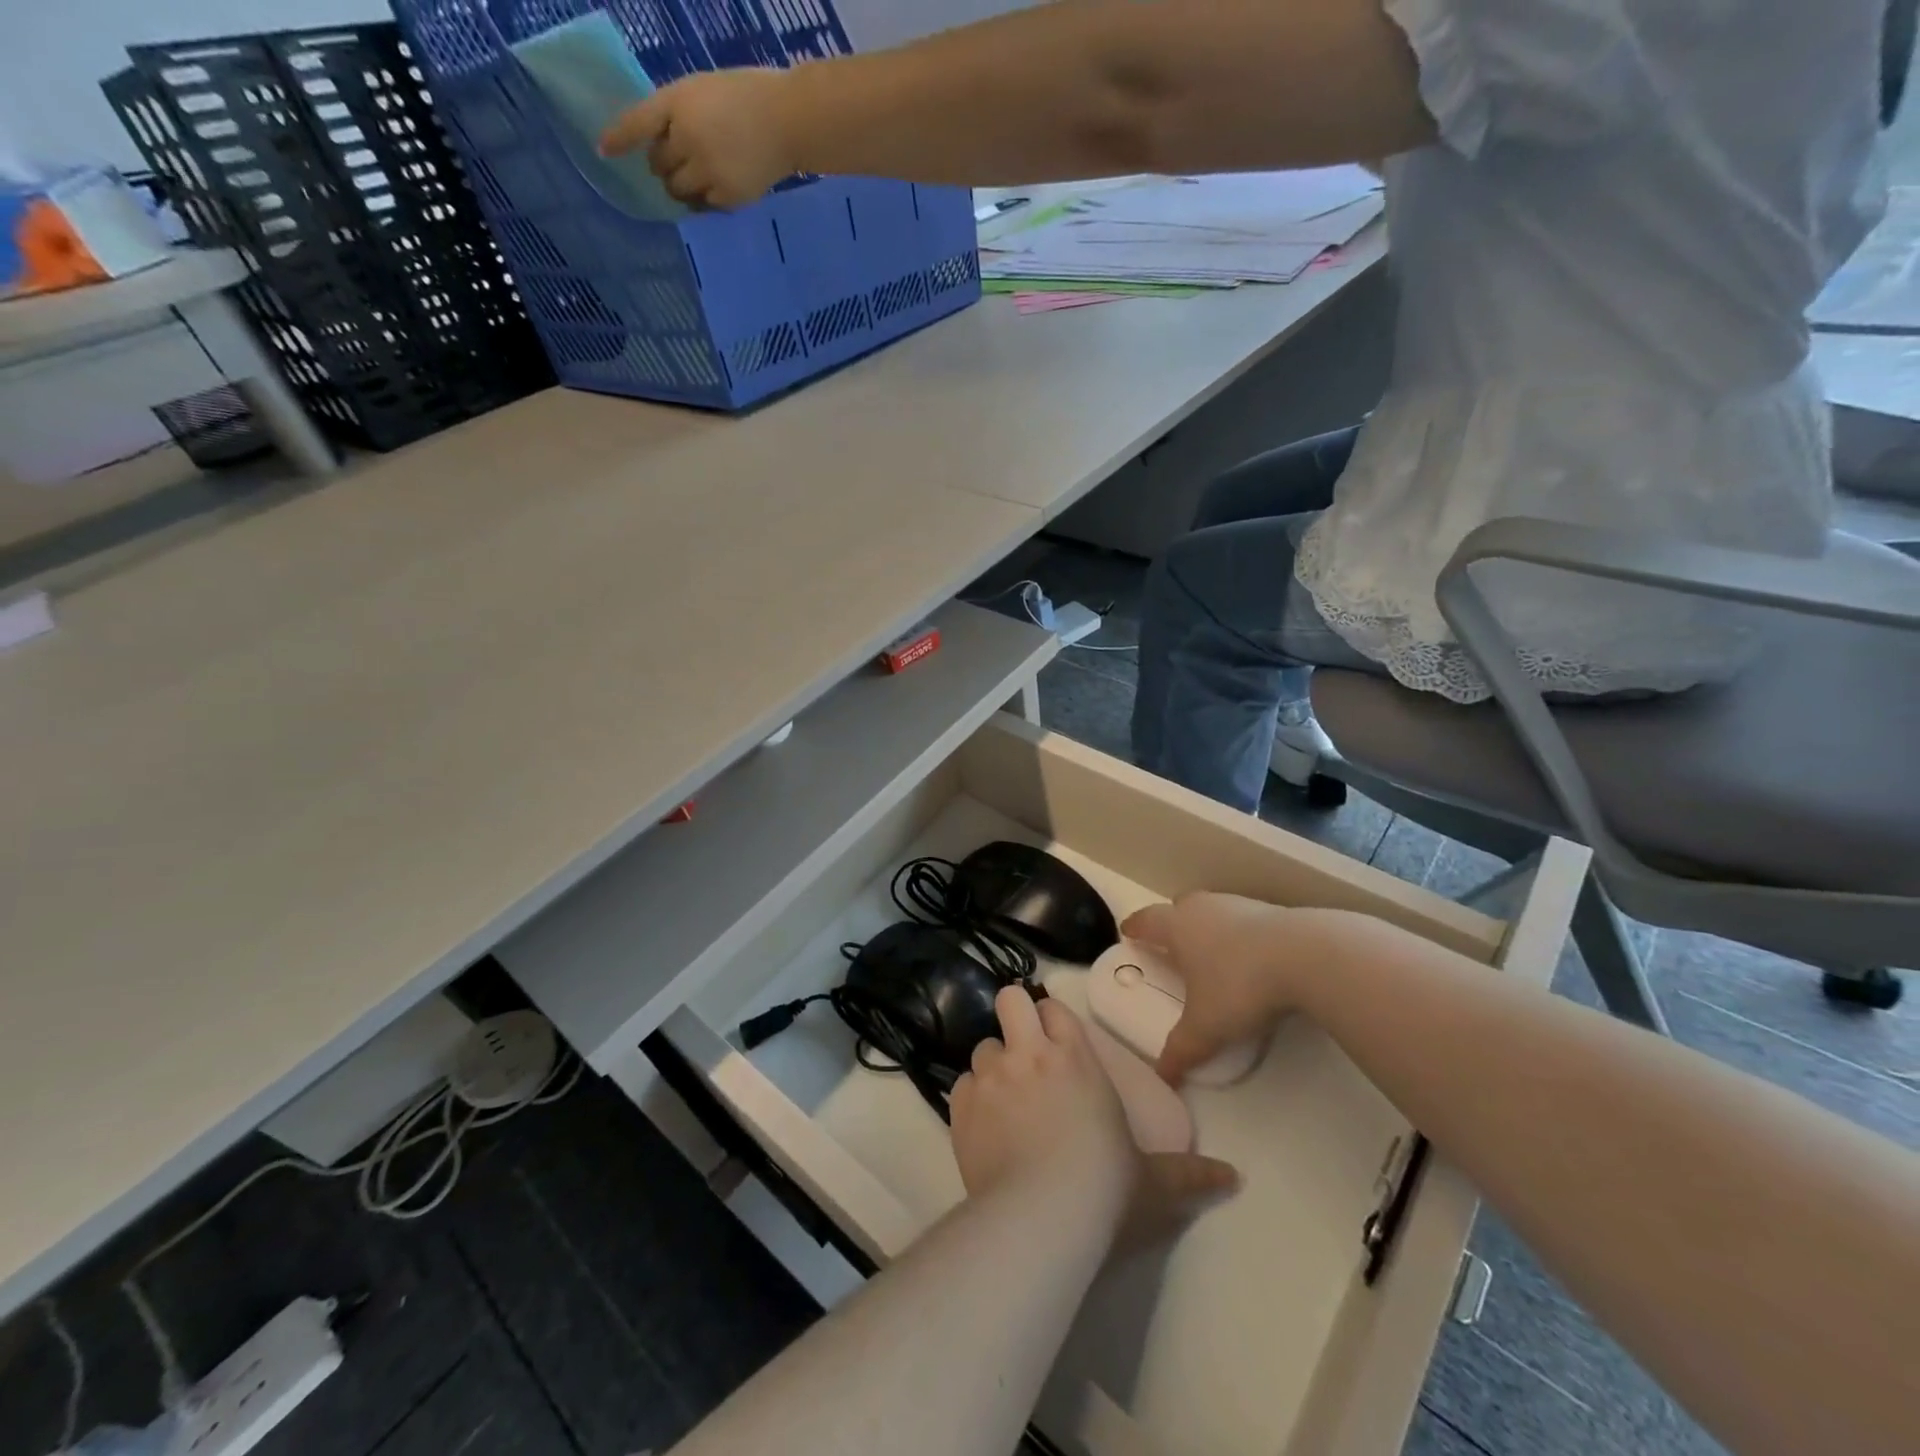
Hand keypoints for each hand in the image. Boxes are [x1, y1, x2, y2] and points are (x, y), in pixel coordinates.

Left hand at [600, 67, 800, 209]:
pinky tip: (718, 189)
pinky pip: (703, 205)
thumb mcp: (703, 91)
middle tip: (682, 161)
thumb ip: (680, 113)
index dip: (618, 139)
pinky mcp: (726, 196)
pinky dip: (705, 200)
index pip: (638, 123)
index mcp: (678, 103)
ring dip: (682, 187)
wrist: (788, 121)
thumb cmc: (747, 96)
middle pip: (659, 166)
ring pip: (679, 191)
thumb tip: (660, 146)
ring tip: (699, 179)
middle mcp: (686, 138)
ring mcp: (706, 170)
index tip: (602, 152)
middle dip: (665, 165)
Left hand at [950, 987, 1236, 1242]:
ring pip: (983, 1046)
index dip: (1052, 1019)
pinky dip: (971, 1098)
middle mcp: (1029, 1053)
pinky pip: (960, 1084)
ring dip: (993, 1065)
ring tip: (1005, 1099)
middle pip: (1009, 1001)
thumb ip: (1191, 1174)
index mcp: (1074, 1056)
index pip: (1053, 1007)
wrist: (1042, 1219)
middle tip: (1023, 1049)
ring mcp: (991, 1077)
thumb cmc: (1105, 1188)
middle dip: (1014, 1016)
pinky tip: (985, 1126)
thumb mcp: (1155, 1182)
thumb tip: (1235, 1178)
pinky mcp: (961, 1107)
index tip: (1056, 1040)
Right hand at [1122, 893, 1322, 1085]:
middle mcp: (1203, 909)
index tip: (1128, 932)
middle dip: (1172, 924)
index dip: (1135, 928)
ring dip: (1208, 928)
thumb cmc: (1240, 985)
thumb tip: (1162, 1076)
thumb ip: (1181, 1049)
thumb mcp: (1206, 1027)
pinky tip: (1251, 957)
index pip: (1146, 921)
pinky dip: (1240, 935)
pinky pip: (1244, 920)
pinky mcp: (1273, 911)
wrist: (1307, 956)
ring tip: (1212, 954)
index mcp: (1177, 927)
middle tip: (1171, 944)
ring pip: (1213, 911)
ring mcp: (1239, 905)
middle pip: (1179, 908)